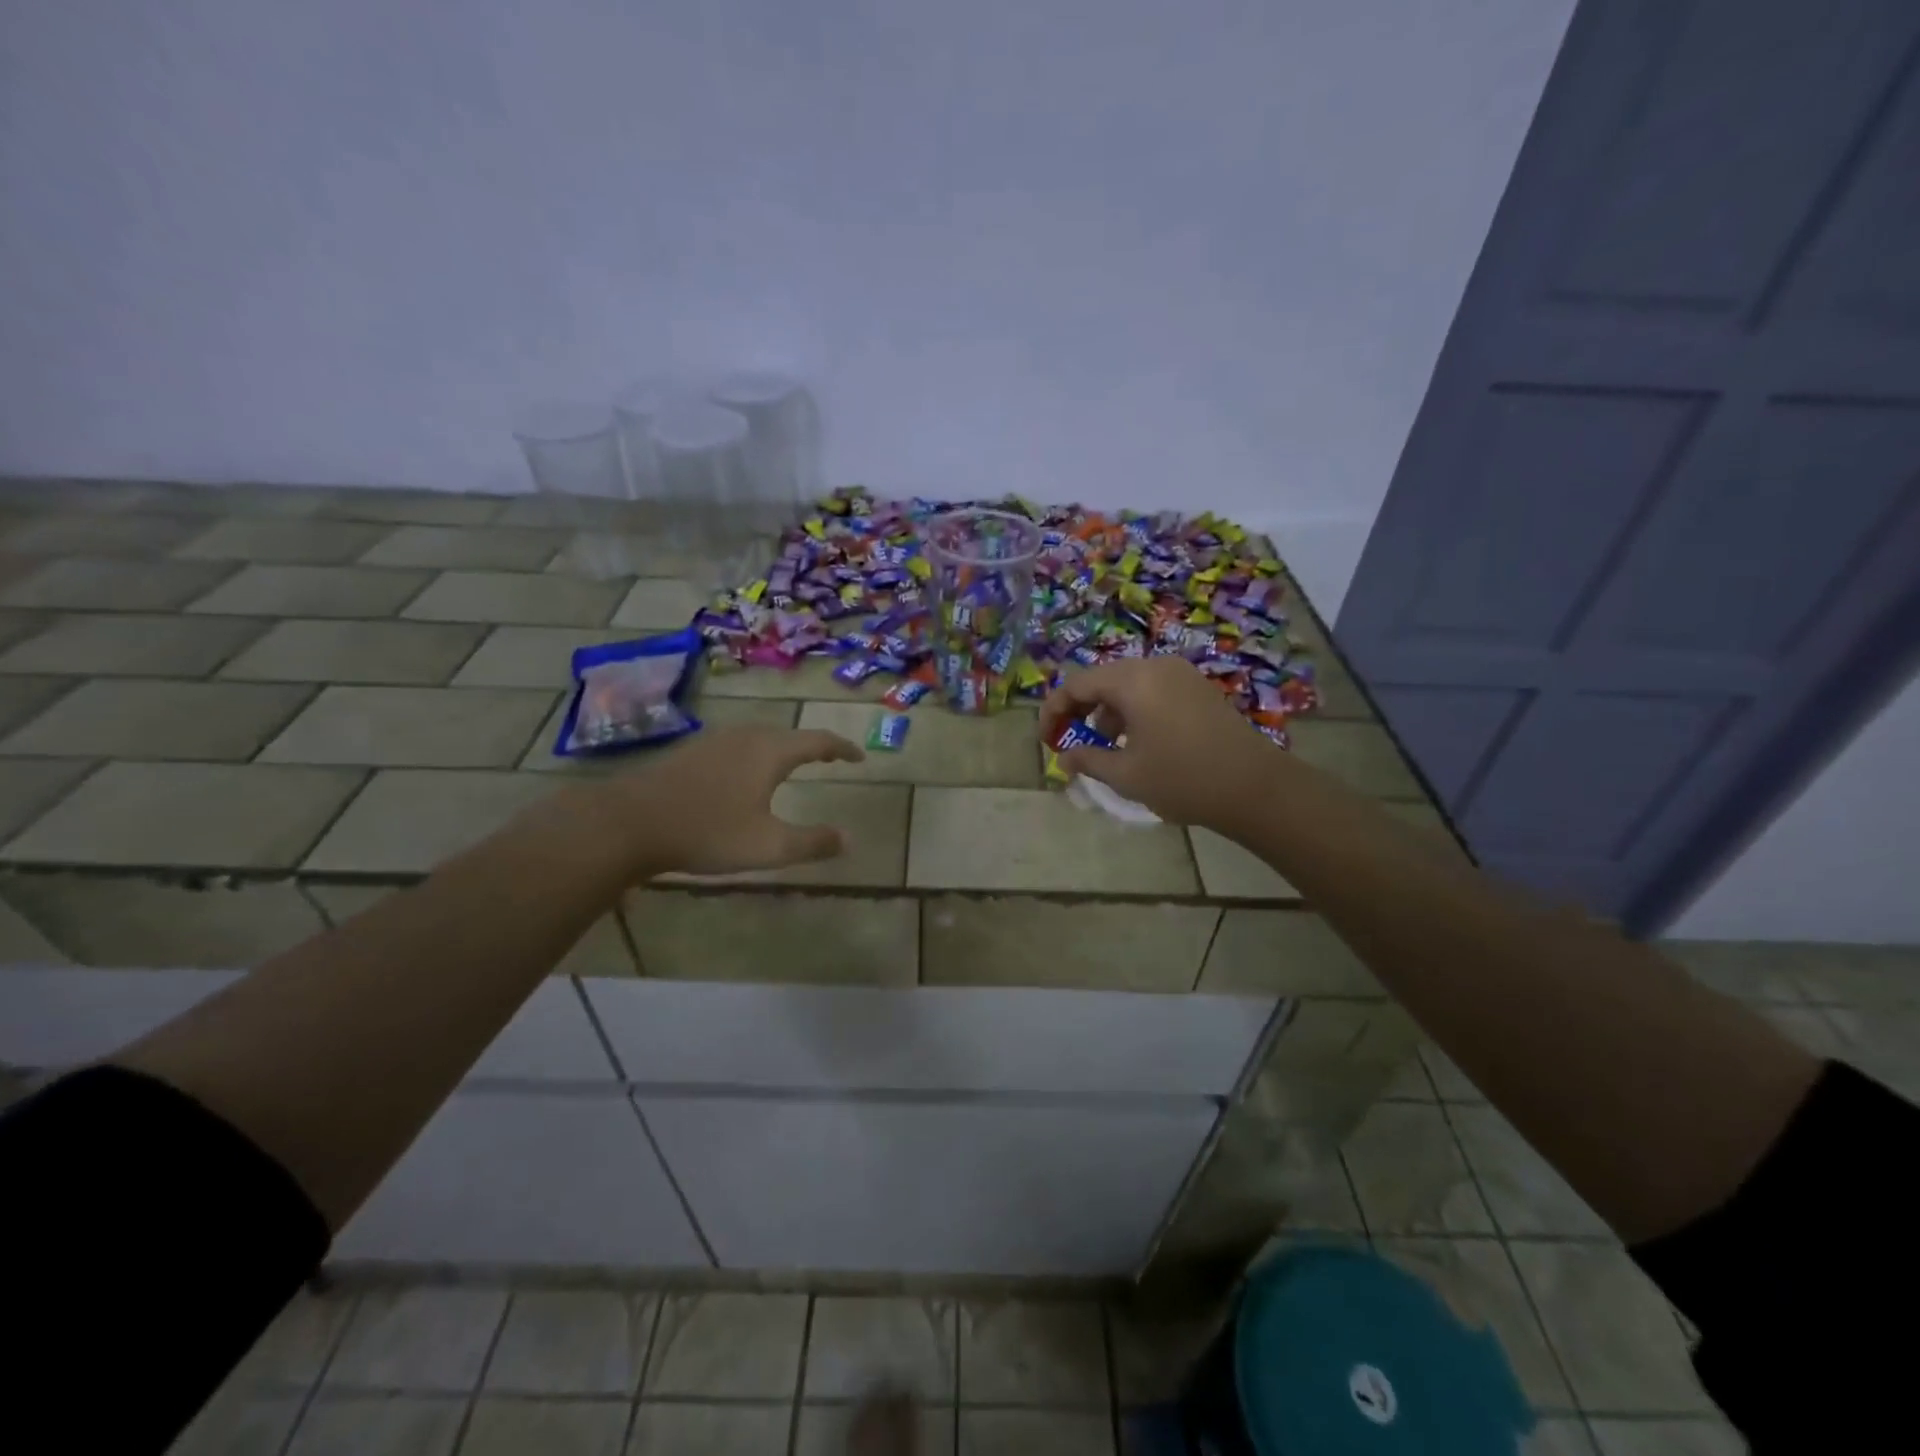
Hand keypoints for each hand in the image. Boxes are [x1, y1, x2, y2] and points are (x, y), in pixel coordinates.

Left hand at [603, 725, 864, 876]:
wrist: (627, 822)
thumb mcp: (768, 846)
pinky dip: (754, 755)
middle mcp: (745, 736)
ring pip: (759, 737)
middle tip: (829, 759)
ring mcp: (713, 740)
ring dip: (782, 749)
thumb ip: (812, 842)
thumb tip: (850, 839)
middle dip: (812, 746)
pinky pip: (736, 746)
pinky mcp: (689, 751)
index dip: (842, 748)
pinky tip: (743, 775)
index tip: (860, 756)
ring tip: (791, 765)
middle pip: (788, 734)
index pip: (818, 741)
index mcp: (770, 751)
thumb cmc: (706, 831)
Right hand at [1038, 657, 1284, 830]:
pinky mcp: (1198, 689)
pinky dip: (1134, 711)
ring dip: (1107, 713)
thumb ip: (1088, 760)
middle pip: (1102, 680)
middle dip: (1080, 711)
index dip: (1053, 711)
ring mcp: (1181, 675)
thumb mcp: (1126, 775)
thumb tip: (1065, 757)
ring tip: (1105, 748)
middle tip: (1071, 743)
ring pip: (1128, 685)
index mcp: (1132, 680)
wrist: (1256, 787)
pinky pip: (1152, 690)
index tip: (1047, 741)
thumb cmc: (1183, 779)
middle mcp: (1155, 666)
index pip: (1076, 684)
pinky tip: (1138, 743)